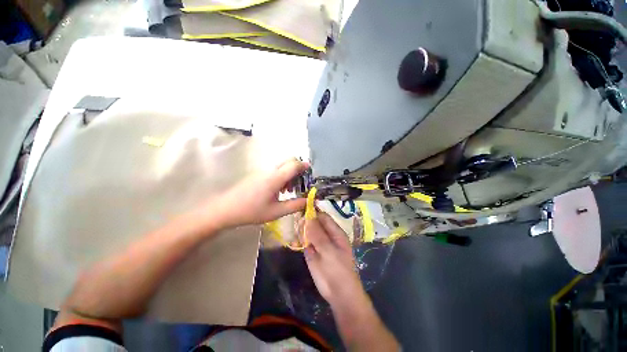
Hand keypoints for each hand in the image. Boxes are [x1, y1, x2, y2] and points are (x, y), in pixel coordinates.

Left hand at [211, 159, 308, 228]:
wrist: (226, 209)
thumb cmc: (252, 211)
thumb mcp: (276, 212)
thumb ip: (294, 205)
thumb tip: (308, 200)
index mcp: (275, 178)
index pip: (293, 165)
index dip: (304, 166)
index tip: (310, 170)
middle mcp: (270, 171)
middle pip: (288, 161)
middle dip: (298, 168)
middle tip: (300, 183)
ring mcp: (263, 172)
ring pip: (281, 165)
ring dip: (289, 173)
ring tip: (290, 189)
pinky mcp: (258, 175)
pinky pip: (274, 170)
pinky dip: (282, 176)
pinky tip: (279, 190)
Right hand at [303, 212, 366, 306]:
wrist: (339, 294)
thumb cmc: (339, 270)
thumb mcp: (329, 251)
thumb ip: (318, 235)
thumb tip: (308, 217)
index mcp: (335, 232)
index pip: (323, 217)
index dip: (314, 212)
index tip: (302, 208)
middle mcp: (326, 235)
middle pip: (314, 223)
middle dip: (306, 221)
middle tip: (298, 223)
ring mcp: (318, 244)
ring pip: (308, 232)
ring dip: (301, 230)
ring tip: (297, 233)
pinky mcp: (311, 253)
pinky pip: (304, 242)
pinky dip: (299, 240)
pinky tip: (295, 241)